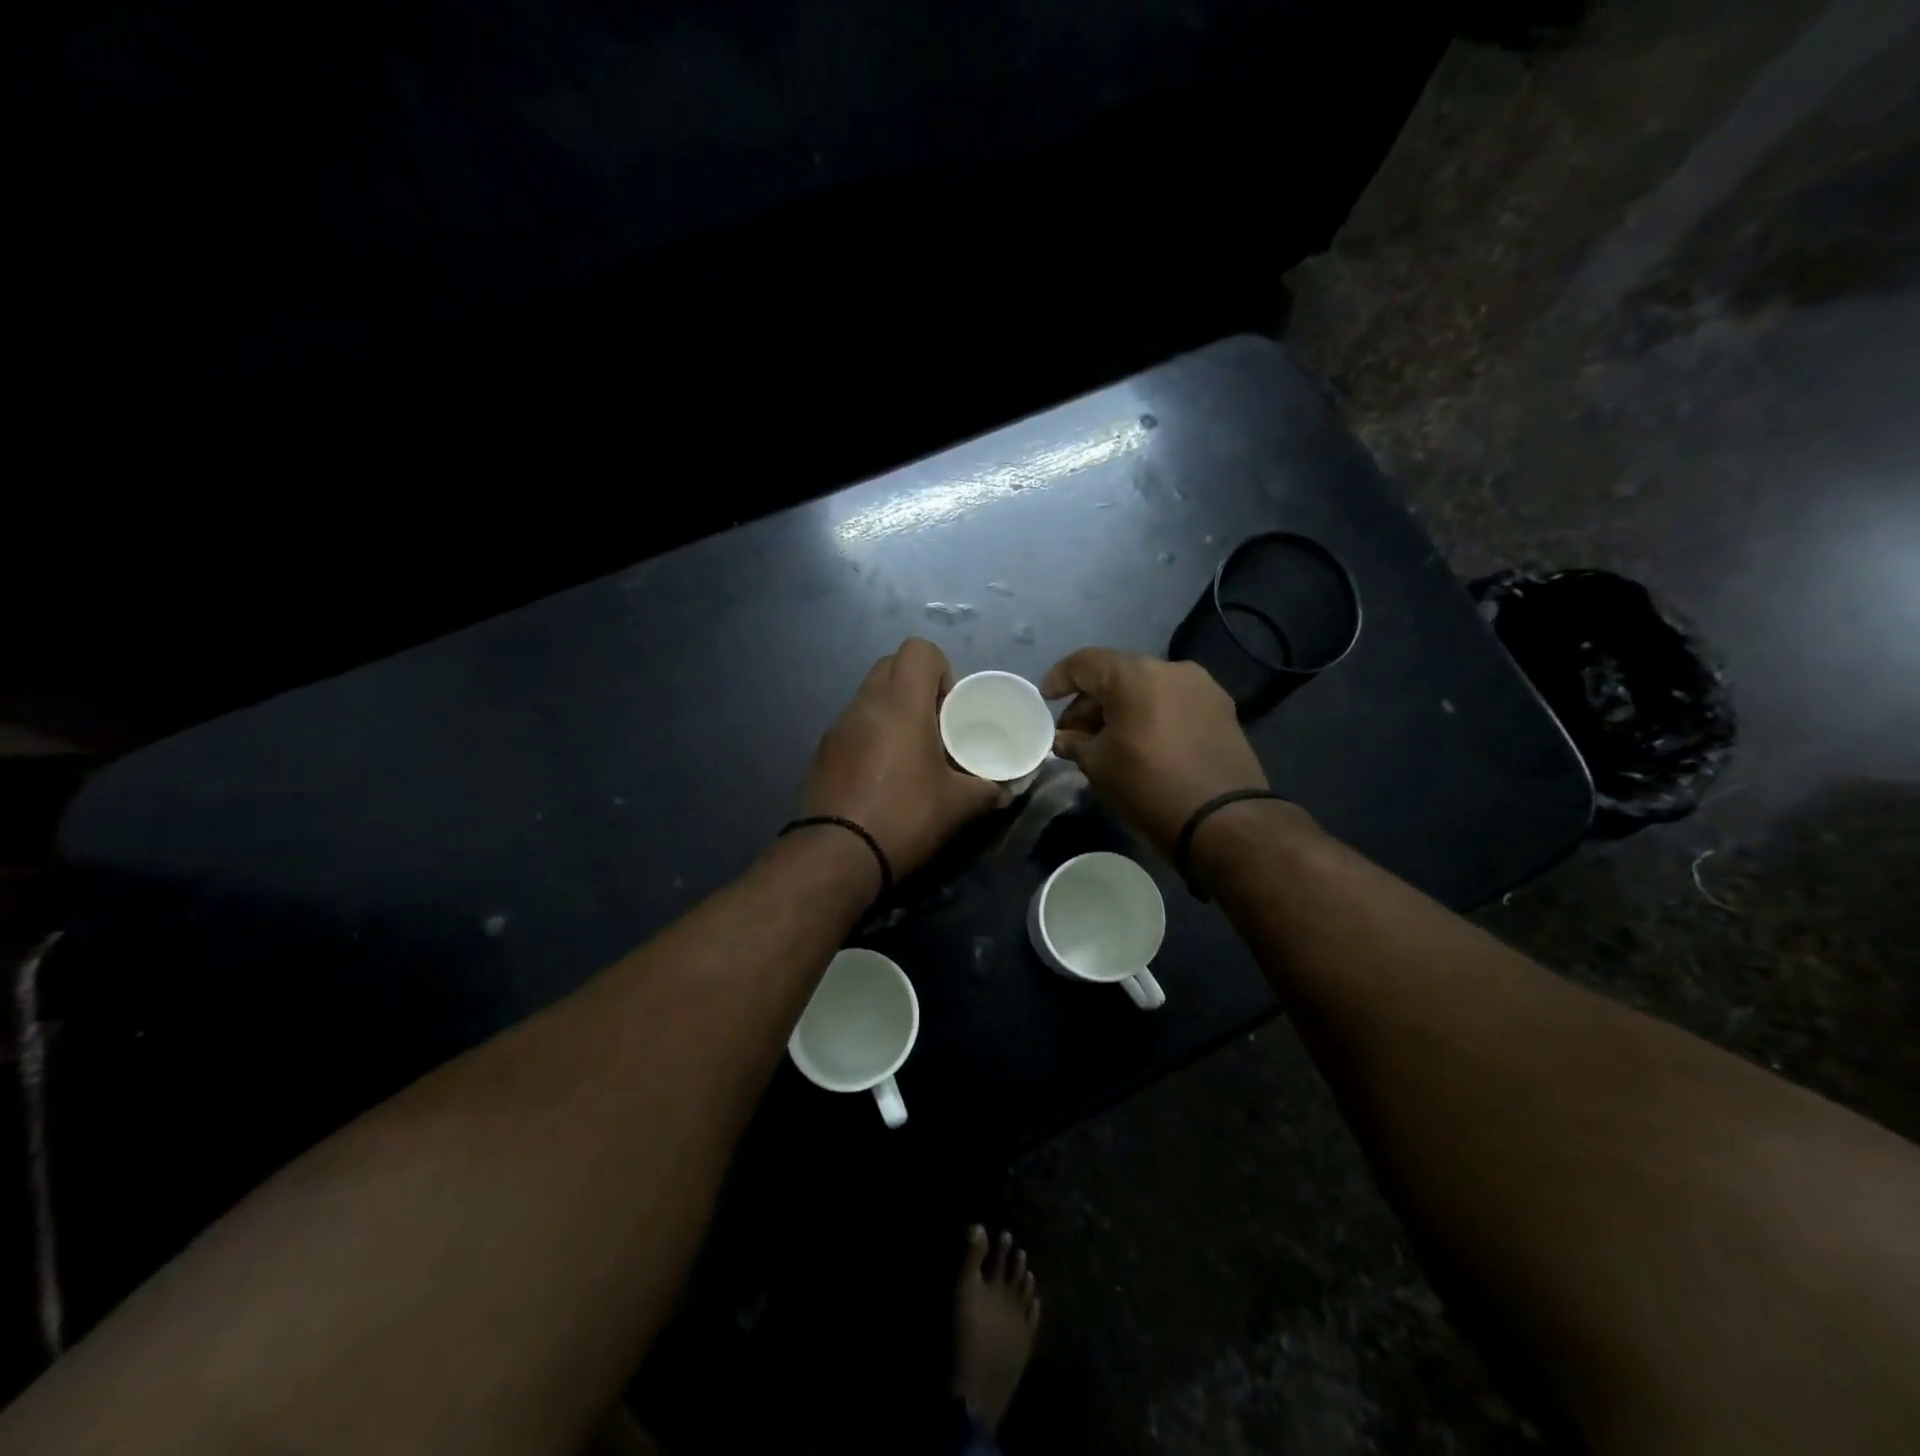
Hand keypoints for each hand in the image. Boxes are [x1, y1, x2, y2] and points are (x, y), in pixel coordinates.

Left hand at [800, 638, 1006, 879]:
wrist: (839, 855)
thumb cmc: (906, 816)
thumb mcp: (959, 805)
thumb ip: (988, 789)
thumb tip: (1006, 789)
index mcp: (901, 704)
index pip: (919, 649)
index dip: (941, 669)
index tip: (951, 708)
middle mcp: (865, 704)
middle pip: (891, 666)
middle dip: (916, 686)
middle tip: (935, 725)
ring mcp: (837, 727)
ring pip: (869, 697)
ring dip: (892, 712)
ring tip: (909, 754)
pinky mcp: (821, 752)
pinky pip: (852, 727)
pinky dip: (870, 737)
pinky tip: (881, 777)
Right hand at [1041, 648, 1269, 859]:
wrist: (1223, 820)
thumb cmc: (1148, 786)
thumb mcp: (1099, 766)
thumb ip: (1075, 743)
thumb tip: (1064, 739)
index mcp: (1134, 675)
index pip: (1085, 663)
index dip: (1060, 678)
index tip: (1046, 698)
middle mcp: (1170, 669)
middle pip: (1118, 674)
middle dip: (1091, 700)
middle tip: (1075, 733)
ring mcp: (1201, 686)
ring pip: (1147, 687)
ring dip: (1122, 708)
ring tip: (1108, 740)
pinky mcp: (1221, 708)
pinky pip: (1173, 701)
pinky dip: (1151, 714)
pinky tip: (1142, 742)